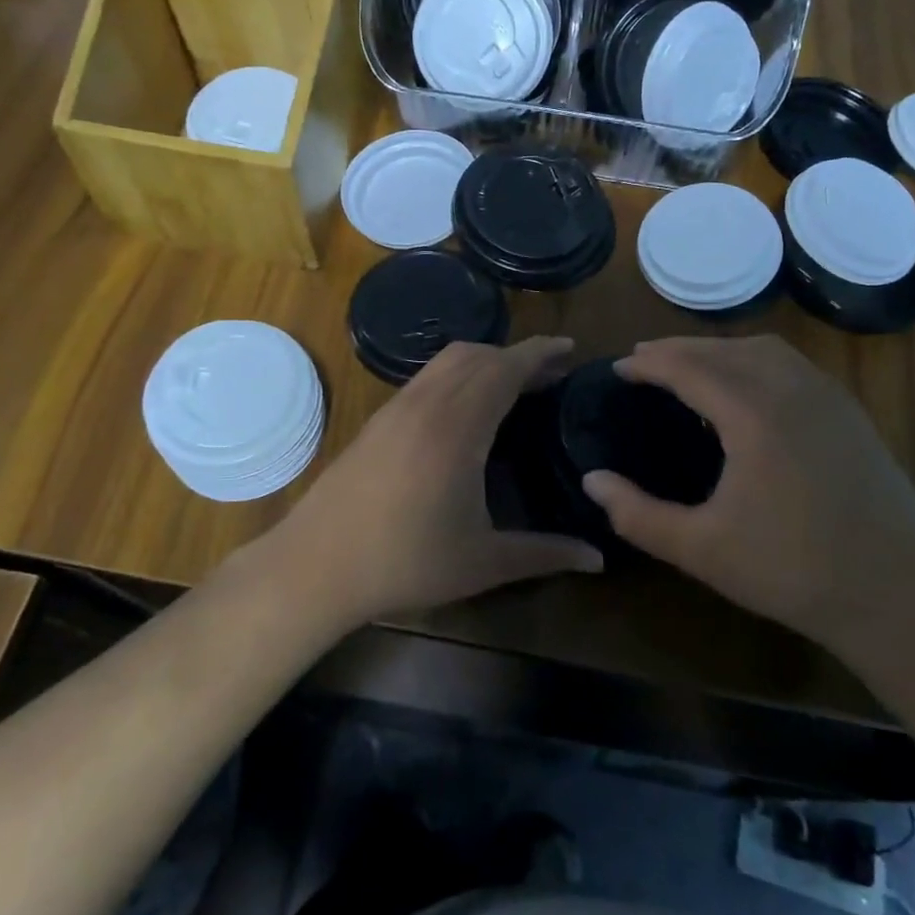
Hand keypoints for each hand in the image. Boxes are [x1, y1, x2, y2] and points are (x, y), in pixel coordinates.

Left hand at [271, 337, 601, 628]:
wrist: (316, 566)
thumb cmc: (405, 563)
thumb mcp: (483, 563)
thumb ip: (545, 554)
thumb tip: (598, 559)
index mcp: (458, 427)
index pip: (505, 368)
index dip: (540, 353)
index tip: (569, 348)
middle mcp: (426, 404)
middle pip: (478, 355)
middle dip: (517, 355)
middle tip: (551, 374)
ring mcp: (396, 408)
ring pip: (447, 361)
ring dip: (484, 361)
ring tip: (513, 385)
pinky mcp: (377, 419)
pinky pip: (427, 377)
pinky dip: (457, 374)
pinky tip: (466, 408)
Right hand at [580, 335, 914, 650]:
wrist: (901, 598)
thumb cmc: (793, 573)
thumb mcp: (701, 550)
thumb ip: (637, 515)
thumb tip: (591, 480)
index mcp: (754, 415)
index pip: (689, 368)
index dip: (648, 363)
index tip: (618, 368)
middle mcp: (792, 390)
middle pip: (724, 349)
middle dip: (678, 348)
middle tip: (643, 360)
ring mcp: (829, 398)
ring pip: (764, 349)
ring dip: (719, 349)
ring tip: (689, 366)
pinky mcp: (851, 414)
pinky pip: (793, 364)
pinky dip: (755, 359)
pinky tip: (747, 387)